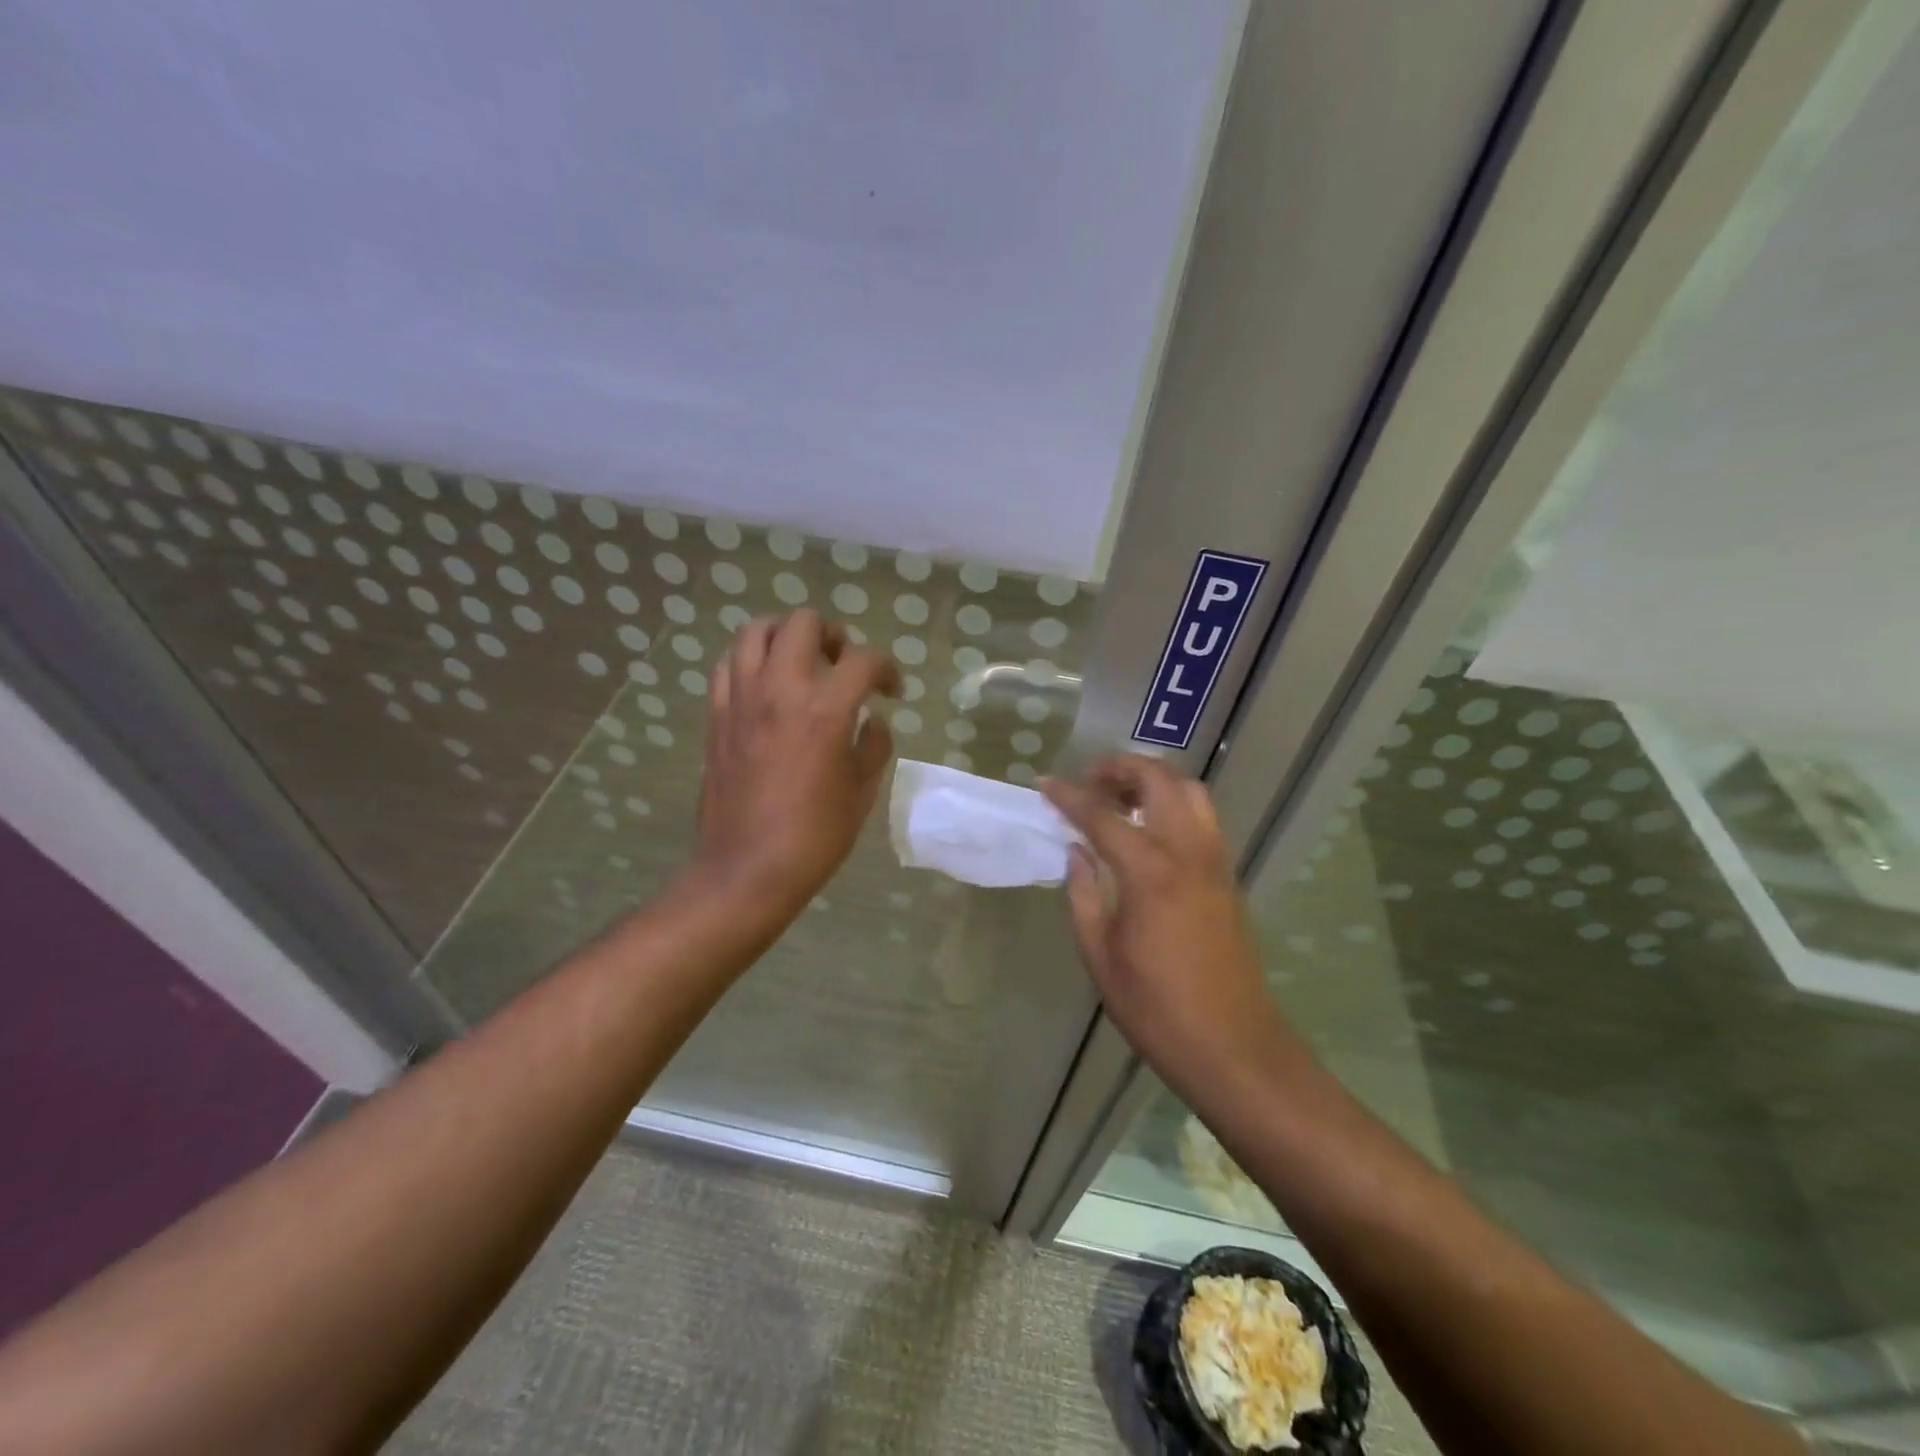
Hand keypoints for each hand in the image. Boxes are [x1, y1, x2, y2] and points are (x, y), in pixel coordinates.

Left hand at [692, 610, 899, 913]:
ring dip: (786, 636)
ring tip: (800, 661)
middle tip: (843, 664)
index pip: (863, 660)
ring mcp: (742, 699)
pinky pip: (728, 664)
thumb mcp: (862, 792)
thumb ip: (873, 744)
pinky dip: (750, 660)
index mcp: (825, 710)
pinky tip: (765, 685)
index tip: (891, 691)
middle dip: (834, 636)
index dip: (887, 669)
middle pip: (805, 624)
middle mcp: (780, 690)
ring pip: (757, 630)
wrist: (747, 869)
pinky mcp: (716, 715)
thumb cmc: (814, 836)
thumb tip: (872, 720)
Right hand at [1042, 755, 1284, 1087]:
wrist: (1233, 1047)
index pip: (1103, 816)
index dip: (1069, 796)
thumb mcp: (1100, 955)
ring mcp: (1215, 862)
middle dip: (1120, 768)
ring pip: (1190, 791)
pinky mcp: (1228, 877)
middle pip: (1159, 781)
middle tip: (1089, 781)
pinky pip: (1203, 817)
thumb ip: (1083, 894)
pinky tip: (1150, 830)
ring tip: (1120, 798)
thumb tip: (1076, 851)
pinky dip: (1174, 803)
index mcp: (1149, 873)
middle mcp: (1188, 853)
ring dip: (1153, 780)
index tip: (1045, 784)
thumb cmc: (1156, 1009)